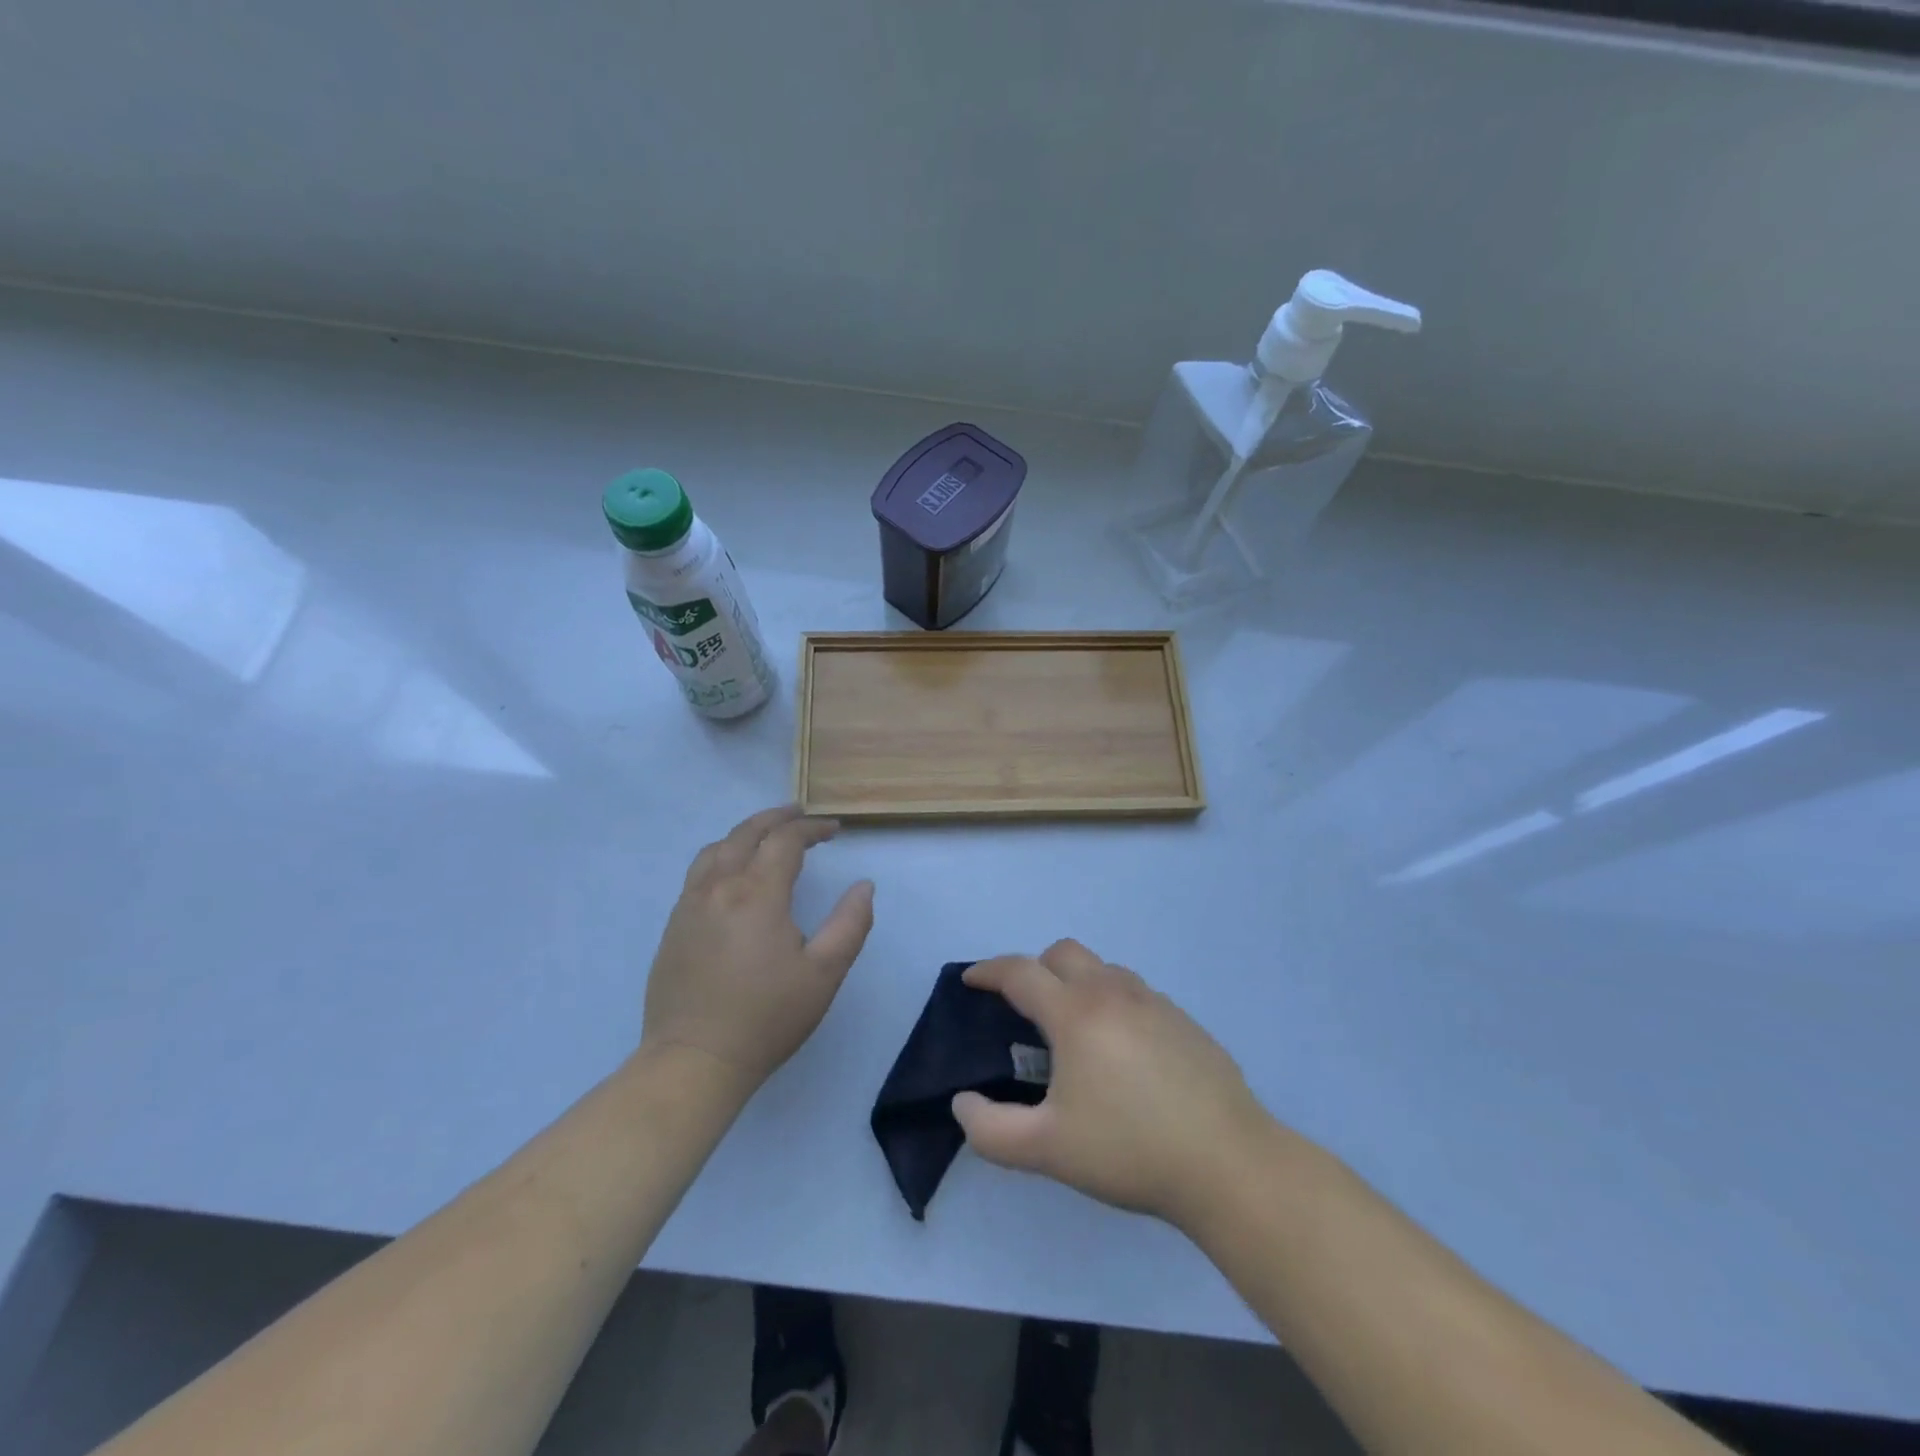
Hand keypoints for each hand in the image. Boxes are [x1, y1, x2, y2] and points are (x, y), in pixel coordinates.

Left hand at [639, 805, 873, 1100]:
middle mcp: (719, 887)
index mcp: (757, 893)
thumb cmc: (767, 1017)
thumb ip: (850, 924)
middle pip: (746, 833)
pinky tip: (733, 874)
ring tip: (767, 837)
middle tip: (801, 815)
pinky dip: (722, 856)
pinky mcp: (674, 926)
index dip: (812, 828)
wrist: (694, 1060)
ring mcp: (689, 905)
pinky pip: (698, 872)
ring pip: (716, 848)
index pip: (785, 840)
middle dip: (777, 818)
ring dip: (746, 833)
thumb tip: (863, 886)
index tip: (834, 830)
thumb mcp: (824, 973)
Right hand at [951, 940, 1272, 1229]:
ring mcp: (1154, 1002)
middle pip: (1063, 953)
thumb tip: (964, 1102)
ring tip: (1074, 1032)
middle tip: (1025, 1009)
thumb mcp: (1047, 1150)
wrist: (1228, 1164)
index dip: (988, 971)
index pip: (1020, 973)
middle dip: (1035, 968)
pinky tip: (1122, 1052)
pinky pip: (1135, 993)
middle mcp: (1113, 993)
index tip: (971, 981)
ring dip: (1077, 983)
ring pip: (1103, 969)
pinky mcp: (1184, 1021)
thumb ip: (990, 1129)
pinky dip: (1112, 1003)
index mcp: (1075, 1013)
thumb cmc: (1130, 1150)